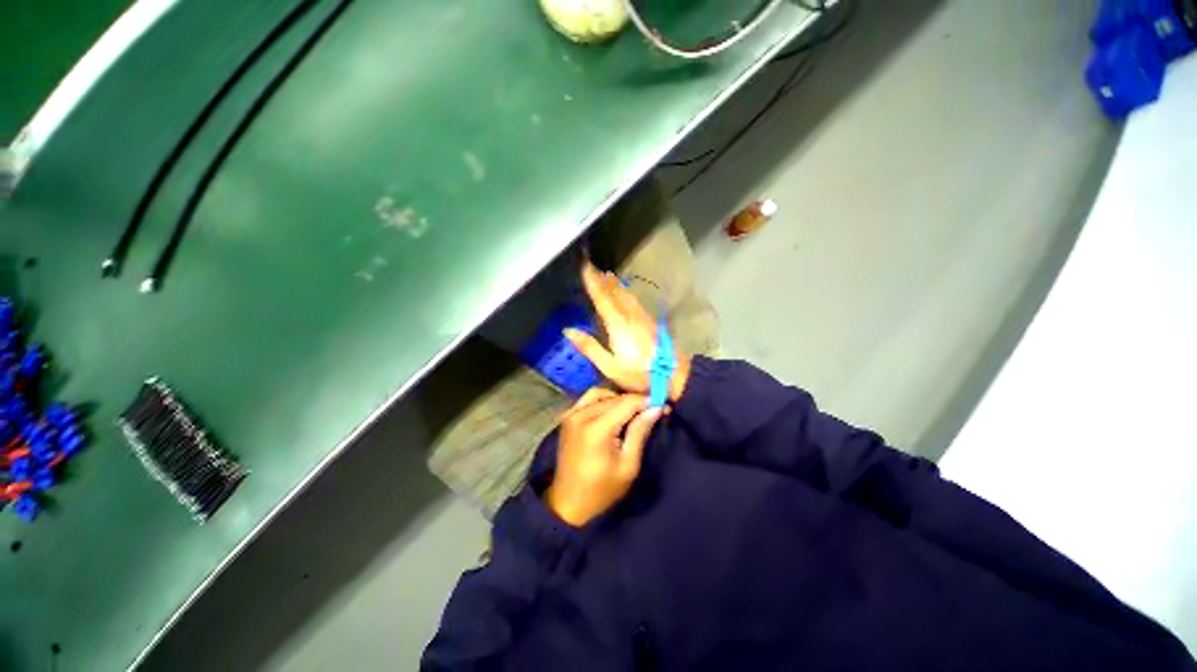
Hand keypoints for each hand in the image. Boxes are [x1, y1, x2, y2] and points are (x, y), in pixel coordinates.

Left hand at [546, 388, 662, 526]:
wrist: (569, 503)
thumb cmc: (602, 490)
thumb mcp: (628, 465)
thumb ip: (640, 432)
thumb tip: (656, 408)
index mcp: (596, 429)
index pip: (627, 402)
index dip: (647, 401)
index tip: (662, 405)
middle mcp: (582, 415)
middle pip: (615, 397)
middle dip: (635, 401)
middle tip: (652, 411)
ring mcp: (572, 414)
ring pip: (602, 394)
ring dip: (619, 399)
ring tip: (633, 412)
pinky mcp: (568, 416)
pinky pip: (589, 398)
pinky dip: (603, 399)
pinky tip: (613, 411)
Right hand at [565, 261, 690, 400]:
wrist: (674, 374)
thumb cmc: (639, 374)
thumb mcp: (610, 367)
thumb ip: (589, 347)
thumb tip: (569, 330)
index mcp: (618, 324)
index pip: (602, 298)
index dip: (593, 281)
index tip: (585, 266)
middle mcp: (630, 315)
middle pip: (614, 292)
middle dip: (602, 279)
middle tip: (592, 266)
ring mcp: (642, 317)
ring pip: (626, 294)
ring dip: (614, 284)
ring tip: (606, 274)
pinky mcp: (650, 321)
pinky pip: (634, 300)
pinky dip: (625, 292)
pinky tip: (625, 293)